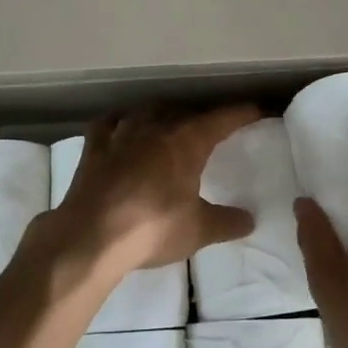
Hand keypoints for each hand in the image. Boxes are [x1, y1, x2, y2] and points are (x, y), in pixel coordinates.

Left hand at [31, 105, 262, 274]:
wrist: (92, 236)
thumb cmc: (153, 228)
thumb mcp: (198, 230)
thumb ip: (226, 222)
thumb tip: (250, 219)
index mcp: (187, 141)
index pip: (222, 119)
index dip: (241, 114)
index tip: (256, 111)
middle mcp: (156, 127)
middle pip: (184, 112)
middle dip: (201, 117)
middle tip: (212, 129)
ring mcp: (121, 133)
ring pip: (147, 112)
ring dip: (162, 115)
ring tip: (169, 124)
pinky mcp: (94, 147)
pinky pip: (108, 123)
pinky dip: (119, 122)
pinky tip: (120, 126)